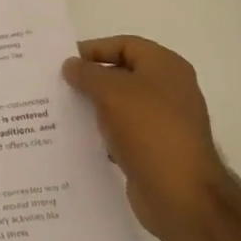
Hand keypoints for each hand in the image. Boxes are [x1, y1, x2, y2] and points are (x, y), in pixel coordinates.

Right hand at [63, 36, 228, 240]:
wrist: (181, 195)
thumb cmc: (149, 130)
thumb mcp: (112, 91)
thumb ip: (87, 73)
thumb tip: (71, 66)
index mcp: (166, 67)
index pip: (125, 44)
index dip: (94, 49)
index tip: (65, 62)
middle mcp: (168, 90)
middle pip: (122, 73)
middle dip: (90, 78)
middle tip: (58, 85)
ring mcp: (163, 121)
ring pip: (120, 104)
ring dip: (93, 106)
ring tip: (61, 110)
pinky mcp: (155, 149)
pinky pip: (122, 131)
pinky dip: (102, 132)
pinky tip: (79, 137)